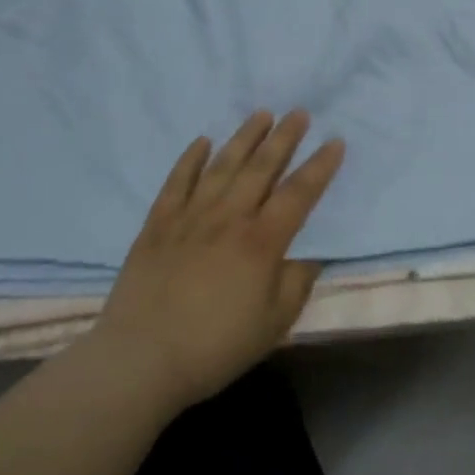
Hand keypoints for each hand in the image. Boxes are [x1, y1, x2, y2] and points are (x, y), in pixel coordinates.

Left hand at [83, 110, 344, 415]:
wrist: (139, 362)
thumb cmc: (215, 346)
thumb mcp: (274, 323)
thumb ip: (297, 282)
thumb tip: (310, 254)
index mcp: (262, 241)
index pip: (299, 193)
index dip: (320, 166)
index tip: (335, 141)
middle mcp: (229, 218)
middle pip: (262, 168)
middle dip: (284, 137)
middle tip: (299, 112)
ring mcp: (190, 218)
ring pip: (222, 166)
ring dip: (244, 137)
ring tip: (261, 114)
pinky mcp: (157, 226)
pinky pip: (176, 183)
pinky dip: (190, 160)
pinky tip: (202, 142)